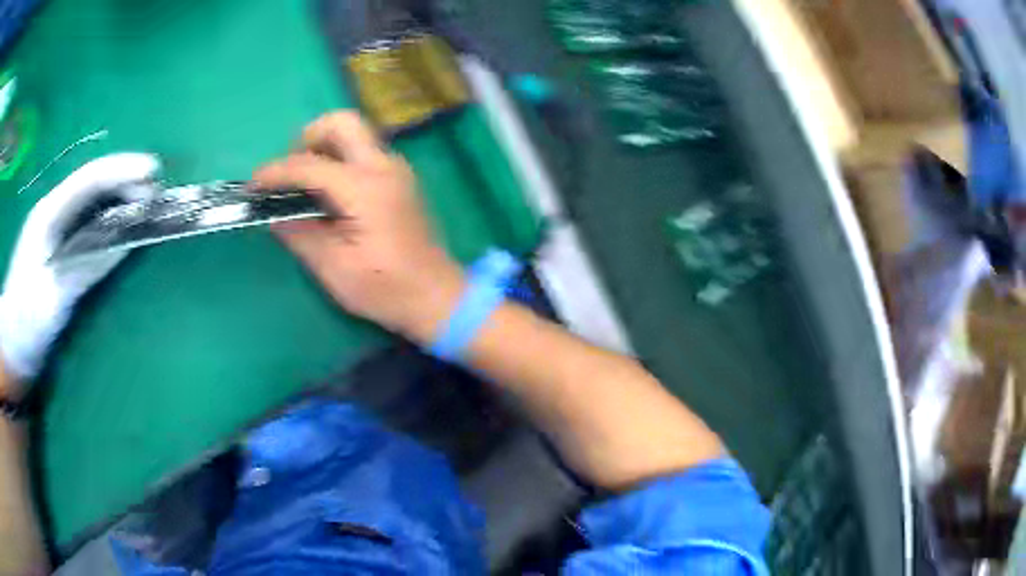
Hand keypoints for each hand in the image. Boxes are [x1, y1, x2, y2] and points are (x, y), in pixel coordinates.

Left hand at [0, 153, 160, 389]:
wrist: (12, 348)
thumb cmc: (26, 325)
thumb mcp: (54, 299)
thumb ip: (85, 266)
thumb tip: (124, 244)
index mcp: (48, 216)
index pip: (88, 180)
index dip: (121, 171)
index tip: (153, 172)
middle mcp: (52, 213)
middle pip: (91, 185)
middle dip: (123, 182)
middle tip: (155, 194)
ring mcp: (53, 230)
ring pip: (90, 201)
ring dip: (118, 198)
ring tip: (145, 206)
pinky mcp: (56, 248)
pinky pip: (86, 223)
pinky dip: (107, 220)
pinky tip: (121, 226)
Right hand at [254, 112, 465, 342]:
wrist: (436, 296)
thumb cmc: (386, 289)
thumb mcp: (334, 268)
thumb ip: (300, 235)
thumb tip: (274, 215)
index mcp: (365, 189)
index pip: (310, 164)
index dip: (276, 172)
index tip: (253, 184)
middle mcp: (384, 167)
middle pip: (342, 122)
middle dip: (308, 137)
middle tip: (290, 174)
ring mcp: (396, 170)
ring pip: (355, 133)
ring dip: (324, 146)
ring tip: (304, 184)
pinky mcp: (399, 179)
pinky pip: (364, 151)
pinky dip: (340, 158)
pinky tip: (328, 193)